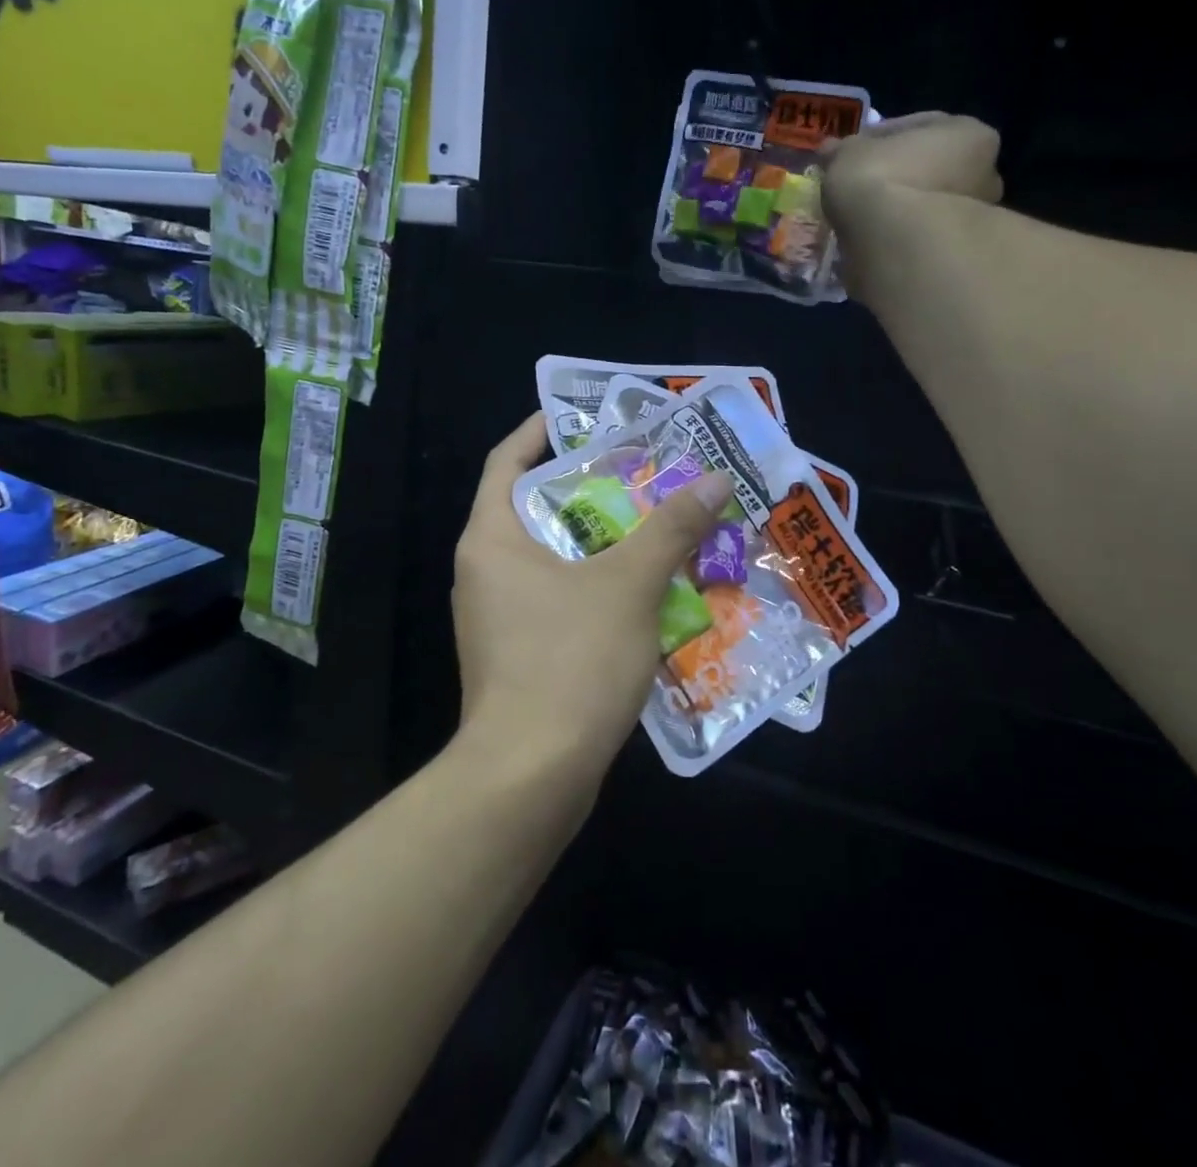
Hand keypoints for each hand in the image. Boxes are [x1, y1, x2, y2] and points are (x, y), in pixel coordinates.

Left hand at [451, 414, 734, 787]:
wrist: (530, 777)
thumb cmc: (570, 661)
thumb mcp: (629, 585)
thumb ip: (671, 529)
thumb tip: (713, 480)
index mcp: (491, 540)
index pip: (505, 462)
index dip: (539, 432)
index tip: (580, 418)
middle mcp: (484, 572)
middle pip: (535, 510)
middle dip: (589, 491)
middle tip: (641, 475)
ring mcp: (497, 618)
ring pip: (552, 560)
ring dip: (600, 545)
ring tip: (653, 530)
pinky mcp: (516, 656)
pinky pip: (557, 602)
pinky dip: (595, 589)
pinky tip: (643, 596)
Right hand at [817, 111, 1003, 247]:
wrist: (894, 246)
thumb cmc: (880, 181)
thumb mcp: (848, 154)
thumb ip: (842, 151)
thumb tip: (831, 151)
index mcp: (968, 134)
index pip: (918, 127)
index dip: (878, 139)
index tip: (852, 153)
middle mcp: (984, 174)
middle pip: (929, 169)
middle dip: (897, 177)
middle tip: (860, 188)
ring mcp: (973, 221)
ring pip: (925, 209)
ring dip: (898, 212)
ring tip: (861, 221)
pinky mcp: (954, 257)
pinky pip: (918, 240)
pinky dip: (897, 240)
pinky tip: (868, 244)